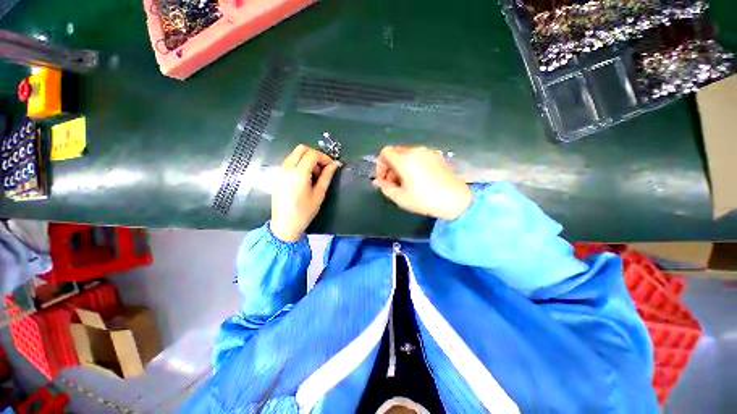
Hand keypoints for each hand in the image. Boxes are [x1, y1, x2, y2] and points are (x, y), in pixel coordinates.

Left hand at [270, 145, 341, 241]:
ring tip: (315, 174)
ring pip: (294, 154)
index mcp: (298, 173)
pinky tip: (305, 177)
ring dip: (307, 158)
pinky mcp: (278, 175)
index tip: (331, 166)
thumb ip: (327, 176)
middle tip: (323, 167)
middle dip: (315, 154)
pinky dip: (299, 163)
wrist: (285, 225)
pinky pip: (289, 162)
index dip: (324, 157)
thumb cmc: (305, 211)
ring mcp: (280, 171)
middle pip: (301, 149)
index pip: (312, 154)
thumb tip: (335, 164)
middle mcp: (287, 168)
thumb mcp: (319, 194)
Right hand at [373, 146, 472, 219]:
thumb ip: (385, 187)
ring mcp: (427, 152)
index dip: (381, 165)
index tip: (384, 179)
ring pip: (407, 154)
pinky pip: (418, 156)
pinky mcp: (436, 156)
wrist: (455, 199)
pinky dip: (412, 165)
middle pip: (395, 152)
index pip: (385, 152)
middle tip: (394, 184)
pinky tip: (418, 179)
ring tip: (406, 183)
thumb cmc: (425, 200)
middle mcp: (415, 151)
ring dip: (401, 166)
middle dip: (390, 167)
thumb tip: (378, 181)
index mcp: (404, 159)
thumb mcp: (400, 198)